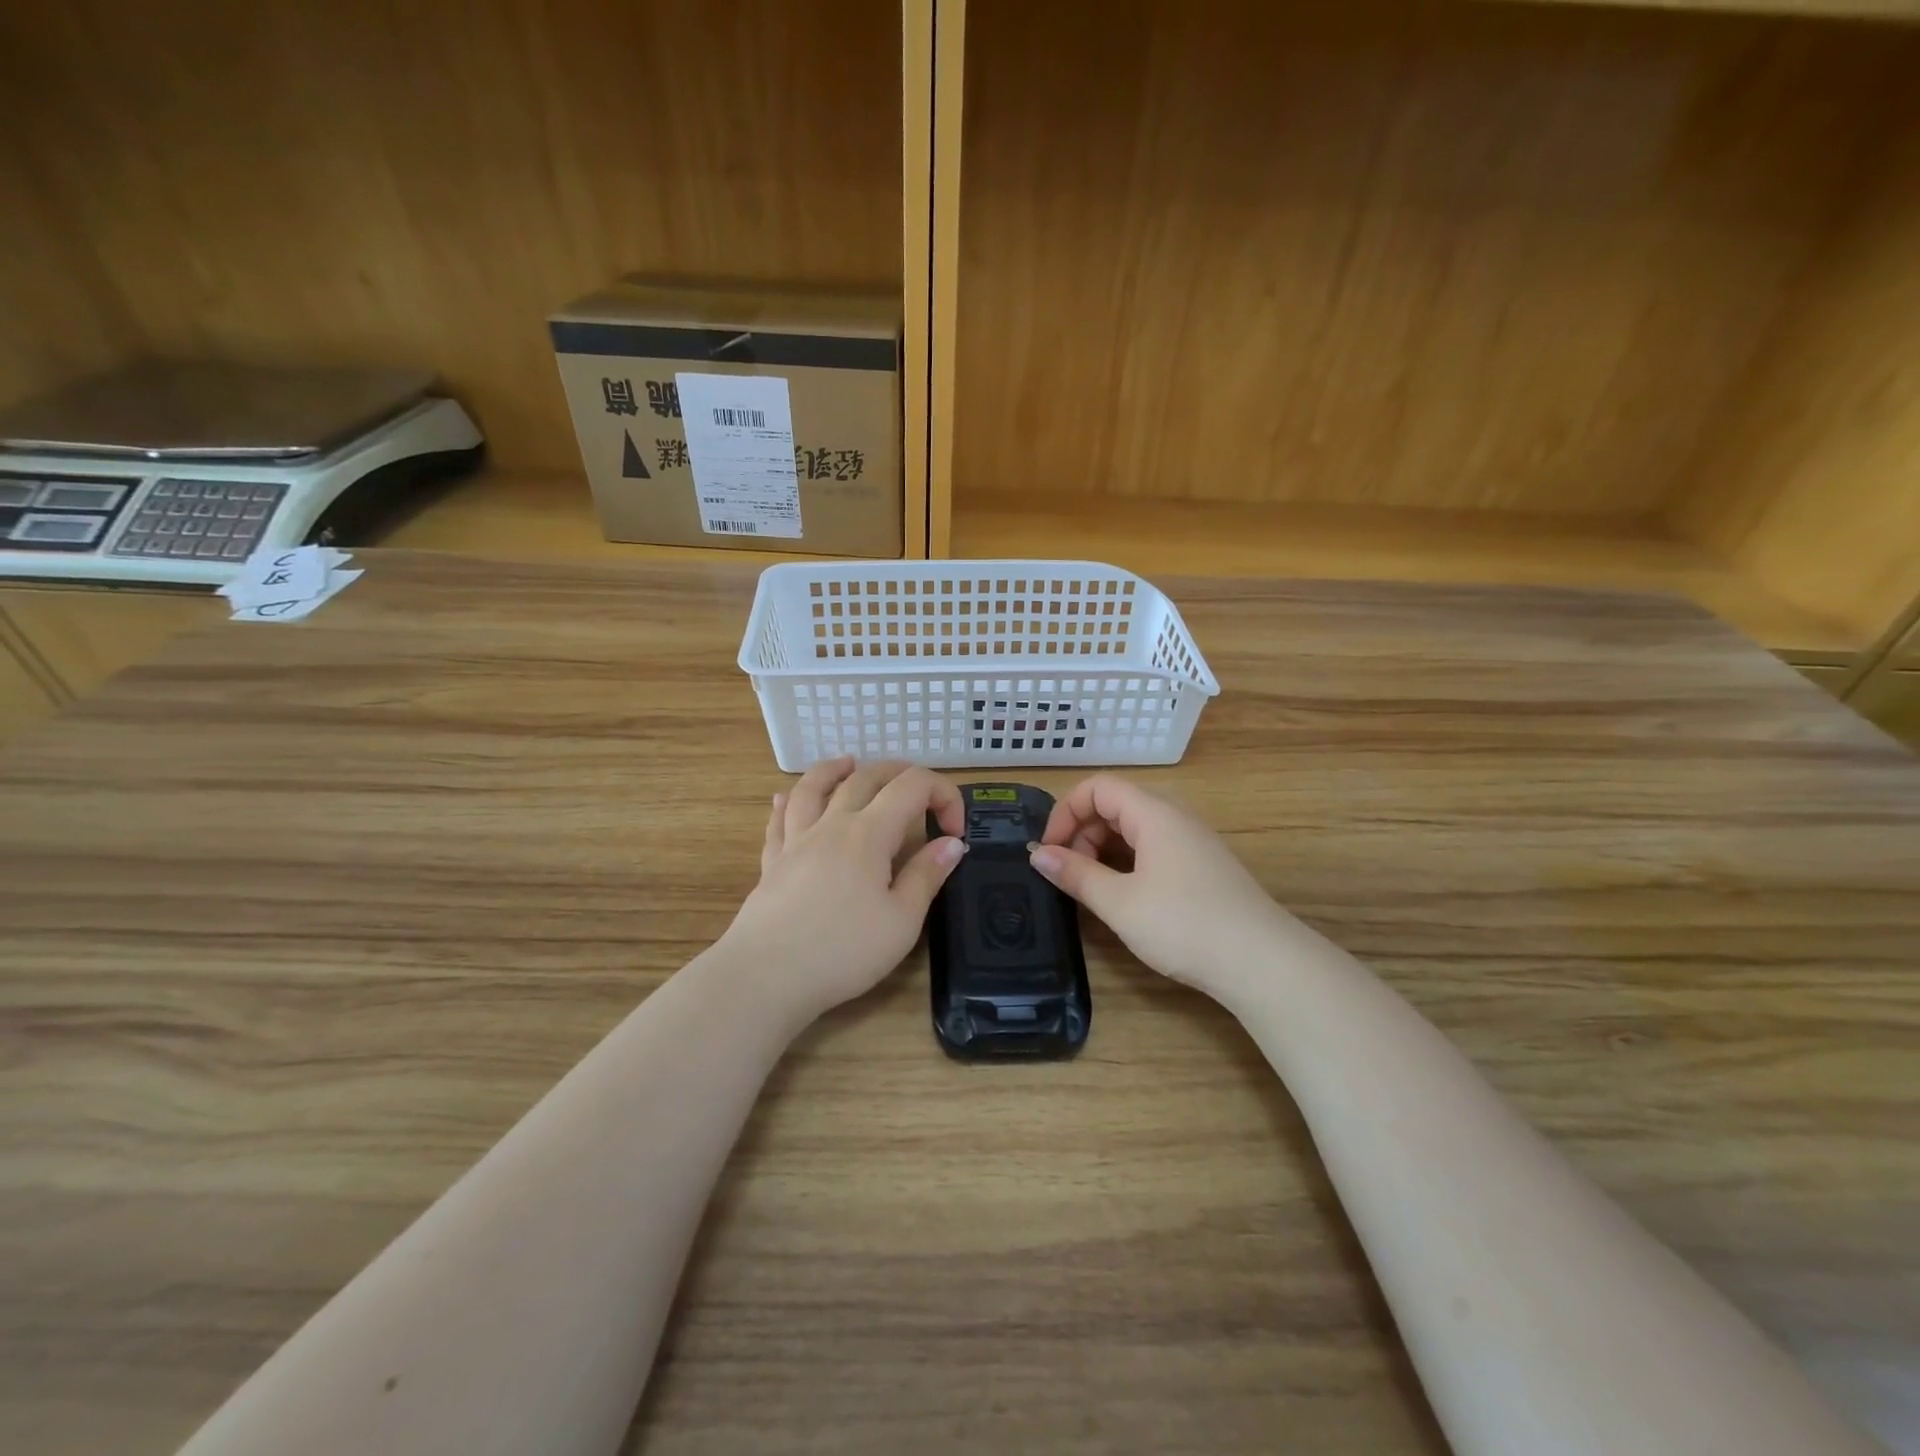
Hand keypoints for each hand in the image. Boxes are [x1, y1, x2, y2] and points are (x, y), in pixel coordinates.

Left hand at [719, 757, 967, 1023]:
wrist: (766, 976)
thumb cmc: (843, 951)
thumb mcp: (901, 921)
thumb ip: (927, 875)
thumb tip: (951, 843)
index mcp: (869, 833)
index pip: (913, 787)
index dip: (943, 796)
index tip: (955, 833)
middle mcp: (832, 824)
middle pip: (866, 777)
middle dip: (899, 773)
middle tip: (920, 790)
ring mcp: (796, 840)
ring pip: (814, 787)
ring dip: (836, 769)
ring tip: (849, 763)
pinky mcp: (772, 862)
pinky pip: (779, 819)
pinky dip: (788, 801)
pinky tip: (785, 798)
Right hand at [1030, 774, 1294, 1003]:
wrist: (1263, 963)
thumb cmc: (1185, 925)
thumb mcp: (1120, 903)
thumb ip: (1076, 874)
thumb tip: (1038, 854)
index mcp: (1154, 814)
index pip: (1098, 787)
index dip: (1065, 811)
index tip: (1048, 850)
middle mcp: (1175, 817)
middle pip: (1115, 804)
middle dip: (1082, 832)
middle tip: (1068, 874)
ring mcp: (1192, 842)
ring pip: (1134, 828)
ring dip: (1103, 849)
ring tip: (1090, 887)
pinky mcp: (1202, 867)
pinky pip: (1153, 848)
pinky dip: (1126, 861)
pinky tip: (1122, 895)